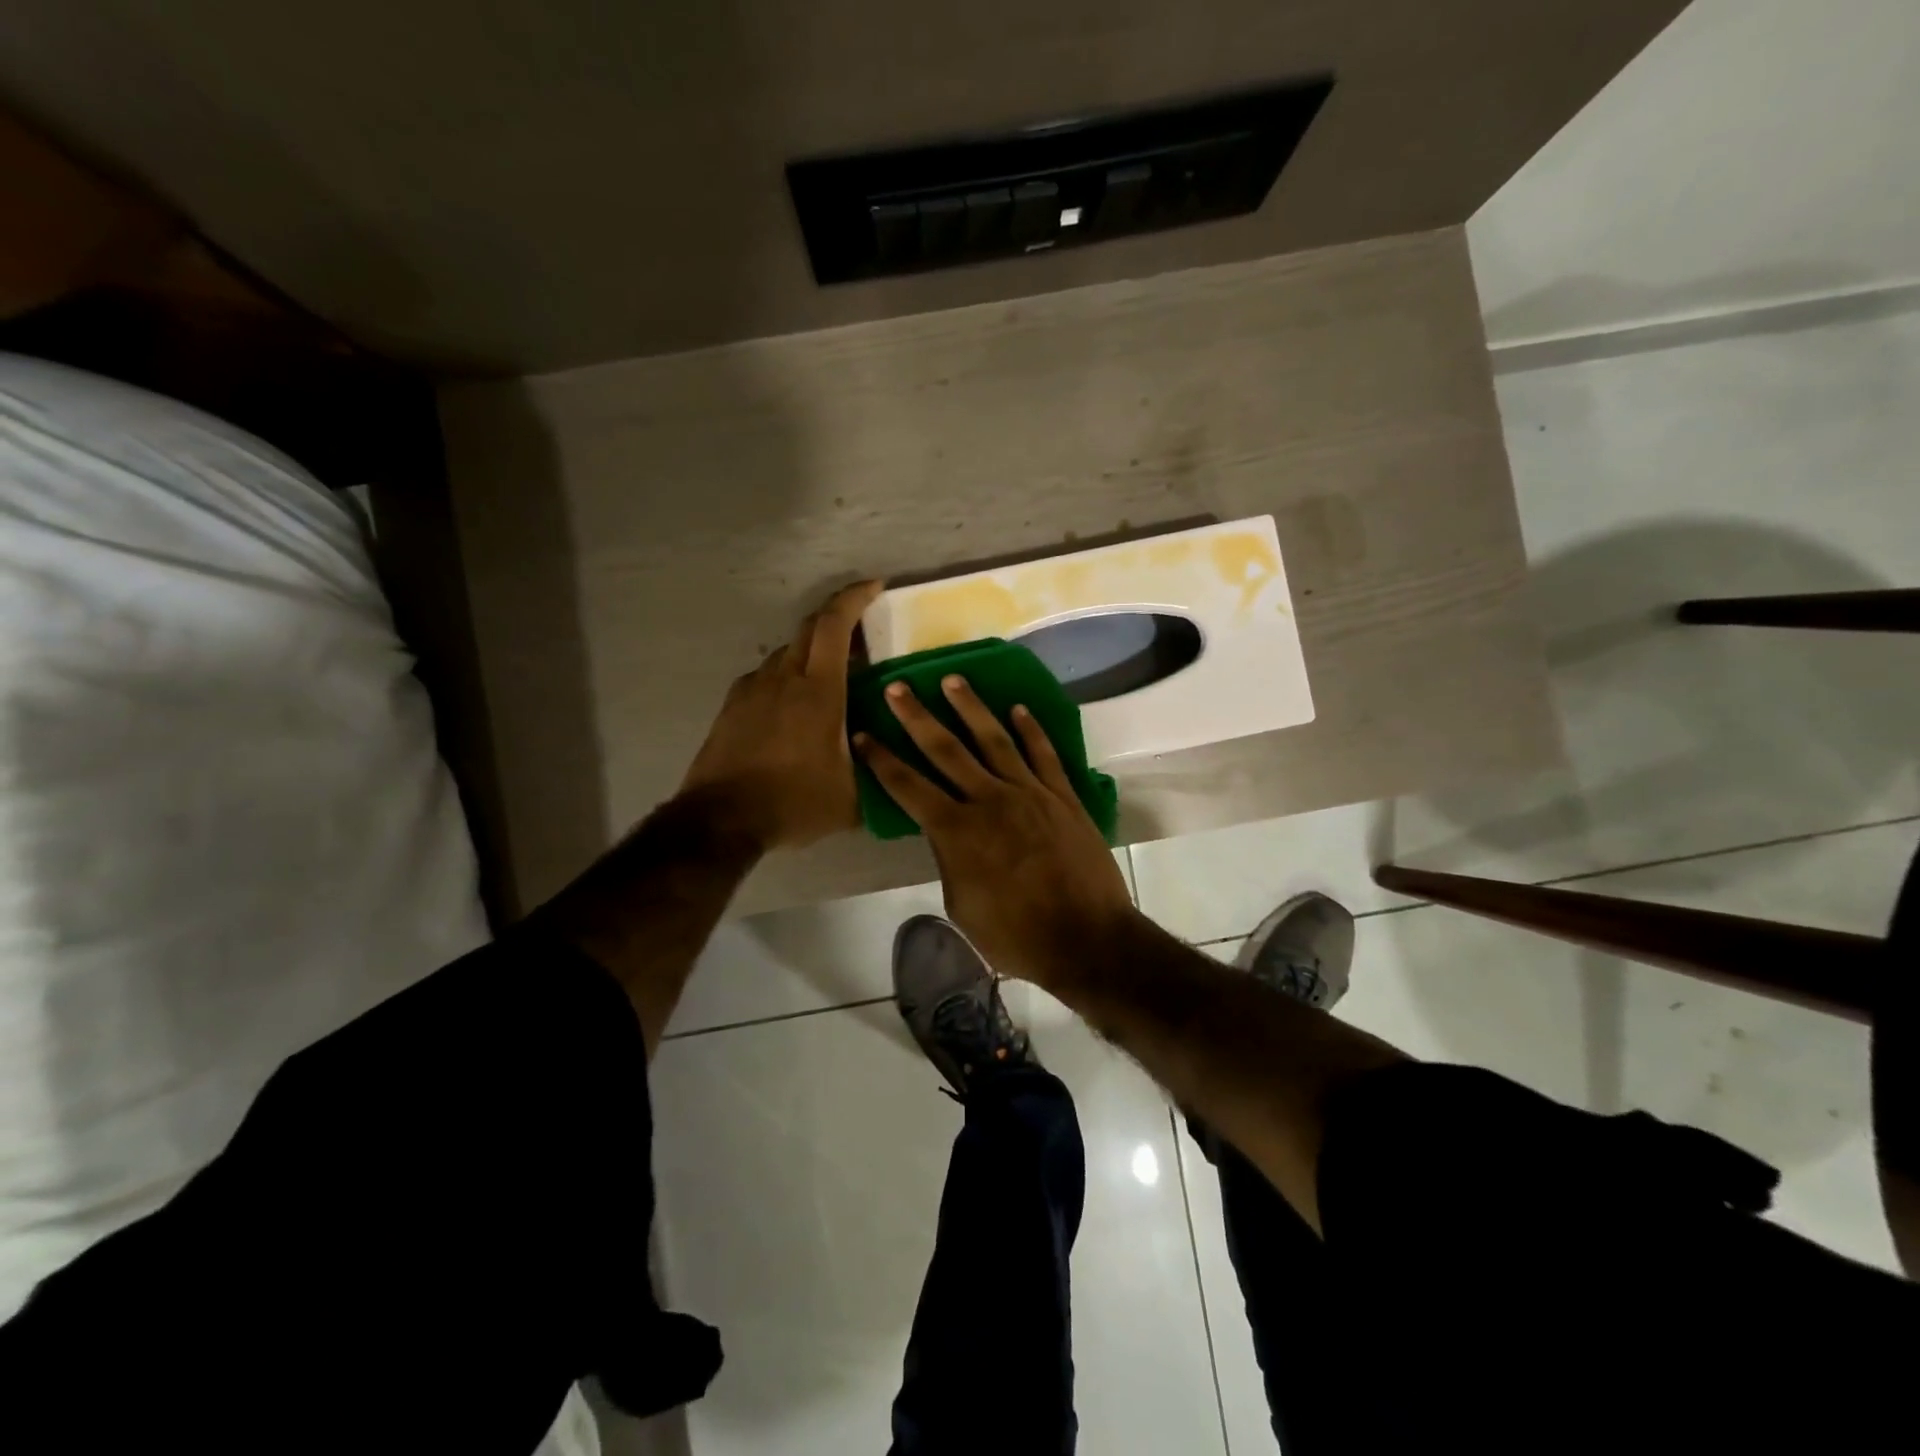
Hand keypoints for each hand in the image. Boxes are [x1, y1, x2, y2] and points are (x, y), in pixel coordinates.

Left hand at [679, 580, 883, 850]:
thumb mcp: (851, 797)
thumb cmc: (792, 802)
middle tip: (862, 634)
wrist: (720, 819)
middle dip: (838, 619)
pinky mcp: (733, 705)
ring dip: (812, 654)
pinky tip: (795, 707)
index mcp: (818, 691)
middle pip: (810, 629)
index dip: (855, 598)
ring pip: (787, 653)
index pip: (835, 625)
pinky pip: (767, 677)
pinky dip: (787, 678)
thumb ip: (877, 772)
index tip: (875, 586)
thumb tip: (893, 761)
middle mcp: (783, 678)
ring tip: (831, 680)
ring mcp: (753, 689)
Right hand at [855, 676, 1135, 986]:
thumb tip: (946, 835)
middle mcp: (989, 800)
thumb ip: (949, 861)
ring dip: (970, 708)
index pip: (908, 786)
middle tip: (898, 687)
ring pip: (994, 739)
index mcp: (956, 831)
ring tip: (952, 680)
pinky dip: (1031, 729)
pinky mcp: (1062, 796)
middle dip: (917, 717)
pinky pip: (1044, 754)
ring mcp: (1029, 793)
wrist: (1087, 939)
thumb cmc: (1016, 936)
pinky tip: (1018, 709)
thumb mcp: (962, 906)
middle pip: (945, 749)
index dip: (881, 760)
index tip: (862, 734)